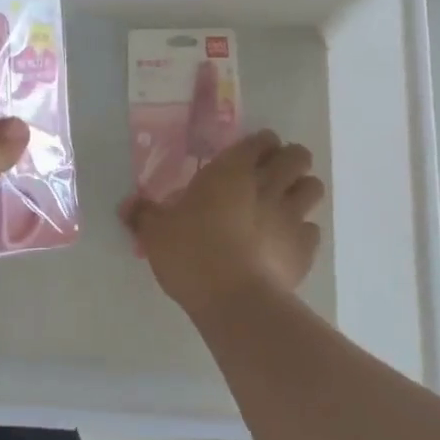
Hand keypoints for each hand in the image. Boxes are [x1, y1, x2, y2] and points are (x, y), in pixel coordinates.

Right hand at [121, 130, 324, 320]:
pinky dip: (303, 233)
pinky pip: (313, 230)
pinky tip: (285, 245)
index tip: (249, 155)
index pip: (261, 139)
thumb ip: (143, 214)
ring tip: (285, 205)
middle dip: (290, 160)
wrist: (234, 300)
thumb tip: (126, 205)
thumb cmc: (192, 253)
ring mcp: (292, 216)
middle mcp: (268, 184)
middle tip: (271, 175)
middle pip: (298, 156)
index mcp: (232, 170)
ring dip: (302, 191)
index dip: (260, 144)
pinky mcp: (305, 248)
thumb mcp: (156, 233)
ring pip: (314, 187)